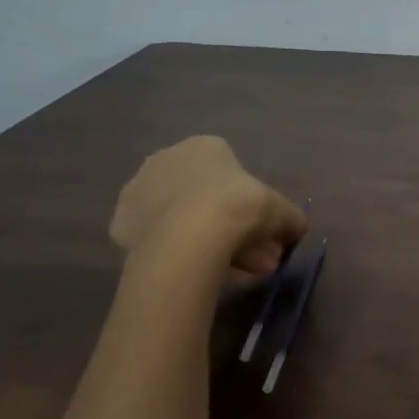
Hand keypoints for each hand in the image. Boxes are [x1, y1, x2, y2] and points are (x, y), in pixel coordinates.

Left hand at [110, 136, 305, 277]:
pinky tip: (195, 270)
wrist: (190, 237)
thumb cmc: (240, 207)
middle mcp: (166, 159)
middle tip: (252, 256)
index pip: (231, 172)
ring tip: (231, 272)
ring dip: (206, 241)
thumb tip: (297, 228)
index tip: (261, 228)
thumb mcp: (281, 211)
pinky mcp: (120, 225)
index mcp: (204, 146)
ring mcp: (138, 191)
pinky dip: (176, 252)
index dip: (249, 202)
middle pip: (203, 197)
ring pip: (180, 219)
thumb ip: (291, 218)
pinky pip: (158, 238)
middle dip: (229, 226)